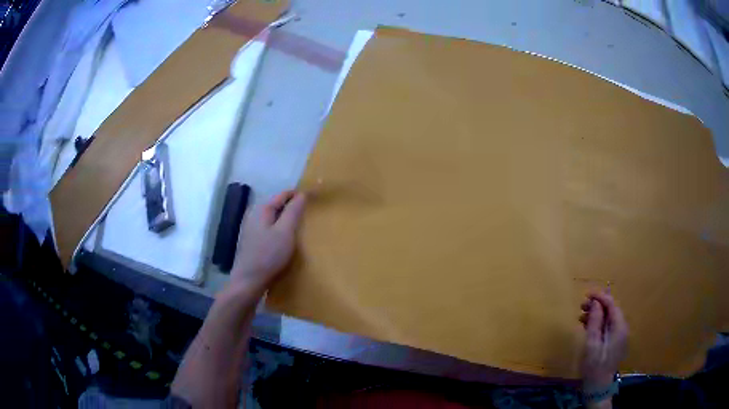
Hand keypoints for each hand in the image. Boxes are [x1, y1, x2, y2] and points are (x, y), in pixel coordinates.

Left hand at [230, 190, 305, 291]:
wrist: (249, 280)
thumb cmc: (269, 255)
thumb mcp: (285, 232)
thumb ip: (294, 211)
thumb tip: (302, 194)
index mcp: (263, 209)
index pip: (284, 194)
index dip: (300, 195)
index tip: (315, 199)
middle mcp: (255, 214)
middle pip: (278, 205)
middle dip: (293, 207)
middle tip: (310, 215)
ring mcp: (252, 228)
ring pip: (274, 218)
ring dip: (287, 220)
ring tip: (301, 228)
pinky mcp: (253, 241)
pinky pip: (270, 229)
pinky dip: (280, 230)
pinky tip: (287, 241)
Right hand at [579, 290, 628, 391]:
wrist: (598, 387)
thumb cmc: (594, 367)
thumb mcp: (592, 345)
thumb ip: (594, 323)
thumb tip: (595, 303)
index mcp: (619, 328)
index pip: (612, 305)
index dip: (600, 297)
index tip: (586, 295)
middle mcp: (622, 328)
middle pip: (611, 310)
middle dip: (597, 305)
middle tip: (582, 306)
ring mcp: (619, 335)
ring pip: (609, 318)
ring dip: (596, 314)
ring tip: (581, 316)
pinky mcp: (614, 342)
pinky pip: (607, 326)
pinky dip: (598, 323)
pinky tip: (587, 326)